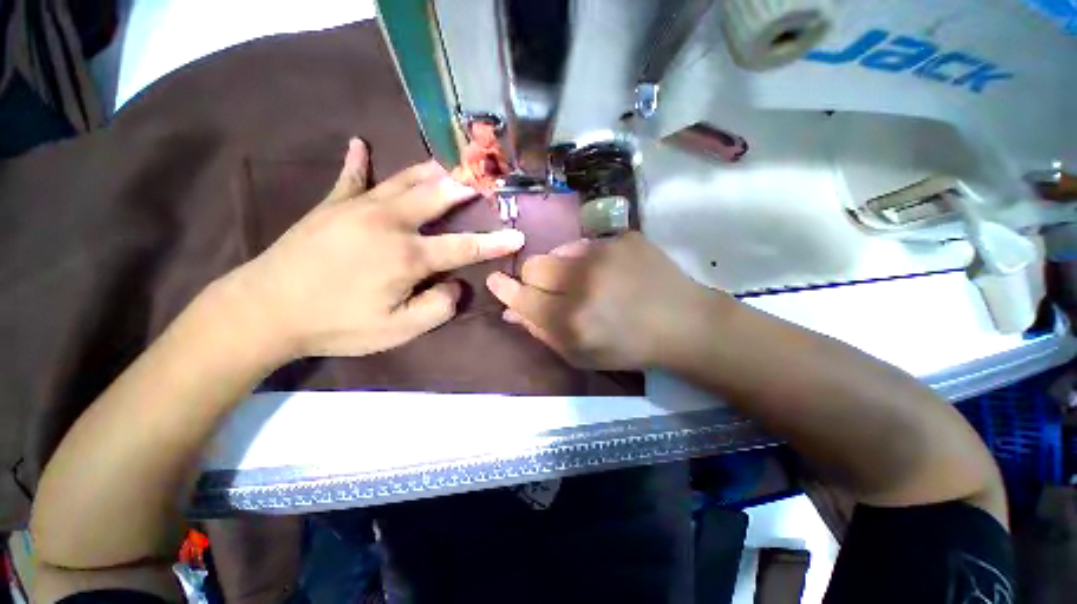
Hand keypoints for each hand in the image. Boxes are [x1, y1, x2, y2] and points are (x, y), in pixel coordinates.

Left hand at [230, 139, 524, 359]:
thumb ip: (437, 308)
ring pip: (403, 180)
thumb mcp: (397, 331)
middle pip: (437, 197)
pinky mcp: (331, 206)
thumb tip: (455, 286)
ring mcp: (358, 208)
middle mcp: (390, 223)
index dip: (495, 243)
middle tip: (484, 178)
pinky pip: (349, 177)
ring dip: (430, 171)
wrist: (265, 311)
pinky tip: (359, 143)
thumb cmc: (337, 325)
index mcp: (409, 256)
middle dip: (466, 188)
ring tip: (448, 164)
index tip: (518, 236)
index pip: (465, 247)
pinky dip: (357, 161)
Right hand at [485, 232, 726, 369]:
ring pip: (558, 251)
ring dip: (561, 267)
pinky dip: (587, 259)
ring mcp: (605, 253)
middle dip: (534, 278)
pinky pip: (587, 244)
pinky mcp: (623, 237)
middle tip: (552, 289)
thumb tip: (510, 310)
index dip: (504, 289)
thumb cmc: (630, 348)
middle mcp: (583, 281)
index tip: (494, 280)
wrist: (684, 323)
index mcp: (571, 319)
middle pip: (534, 265)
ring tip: (585, 281)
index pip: (521, 296)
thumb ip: (542, 332)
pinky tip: (608, 272)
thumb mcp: (581, 354)